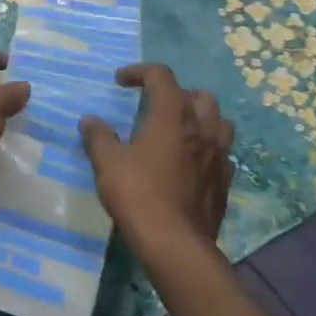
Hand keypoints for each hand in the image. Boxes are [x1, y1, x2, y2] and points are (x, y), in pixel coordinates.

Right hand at [80, 64, 232, 258]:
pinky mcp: (225, 181)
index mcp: (172, 115)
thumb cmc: (138, 194)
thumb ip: (98, 136)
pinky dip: (208, 148)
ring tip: (179, 130)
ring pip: (219, 121)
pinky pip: (222, 152)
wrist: (175, 244)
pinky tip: (191, 162)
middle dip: (177, 94)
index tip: (120, 81)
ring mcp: (219, 155)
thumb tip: (90, 120)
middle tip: (156, 107)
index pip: (161, 76)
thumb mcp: (107, 162)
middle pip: (199, 95)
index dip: (140, 72)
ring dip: (201, 118)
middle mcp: (202, 128)